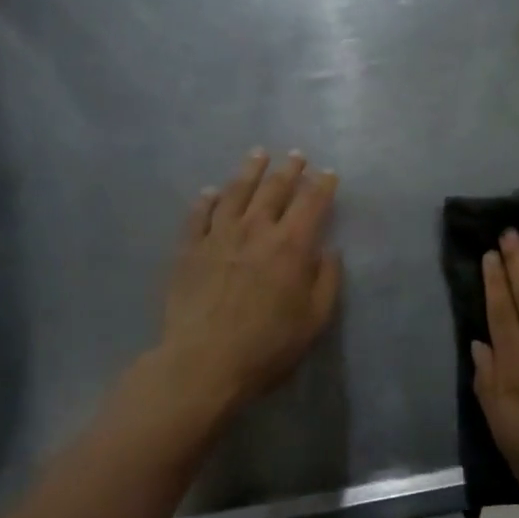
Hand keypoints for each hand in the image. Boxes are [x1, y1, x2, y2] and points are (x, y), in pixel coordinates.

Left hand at [158, 149, 341, 412]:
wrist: (203, 362)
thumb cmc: (267, 346)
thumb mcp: (314, 320)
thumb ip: (326, 281)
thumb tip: (329, 251)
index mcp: (291, 245)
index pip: (311, 202)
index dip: (322, 185)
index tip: (328, 173)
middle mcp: (256, 230)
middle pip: (274, 189)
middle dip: (289, 169)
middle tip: (296, 155)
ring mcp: (218, 236)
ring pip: (236, 192)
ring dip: (250, 171)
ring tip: (258, 154)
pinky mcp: (189, 249)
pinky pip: (198, 214)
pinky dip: (207, 199)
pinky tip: (211, 191)